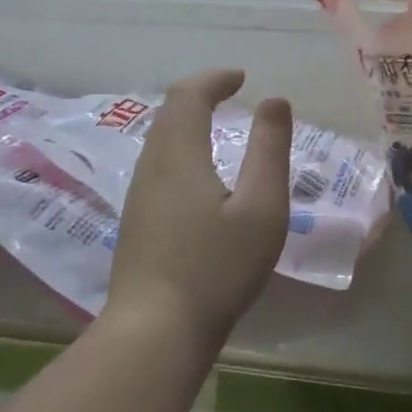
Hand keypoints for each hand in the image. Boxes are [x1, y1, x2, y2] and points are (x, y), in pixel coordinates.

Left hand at [106, 69, 292, 346]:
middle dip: (199, 94)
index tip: (241, 77)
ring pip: (160, 139)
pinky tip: (200, 173)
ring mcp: (139, 195)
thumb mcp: (261, 208)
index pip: (188, 95)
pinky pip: (158, 162)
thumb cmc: (216, 268)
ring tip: (218, 125)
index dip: (214, 78)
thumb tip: (274, 102)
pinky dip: (181, 146)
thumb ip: (270, 150)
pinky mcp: (137, 221)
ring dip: (188, 120)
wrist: (154, 333)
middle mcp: (151, 166)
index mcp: (179, 155)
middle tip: (230, 93)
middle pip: (168, 112)